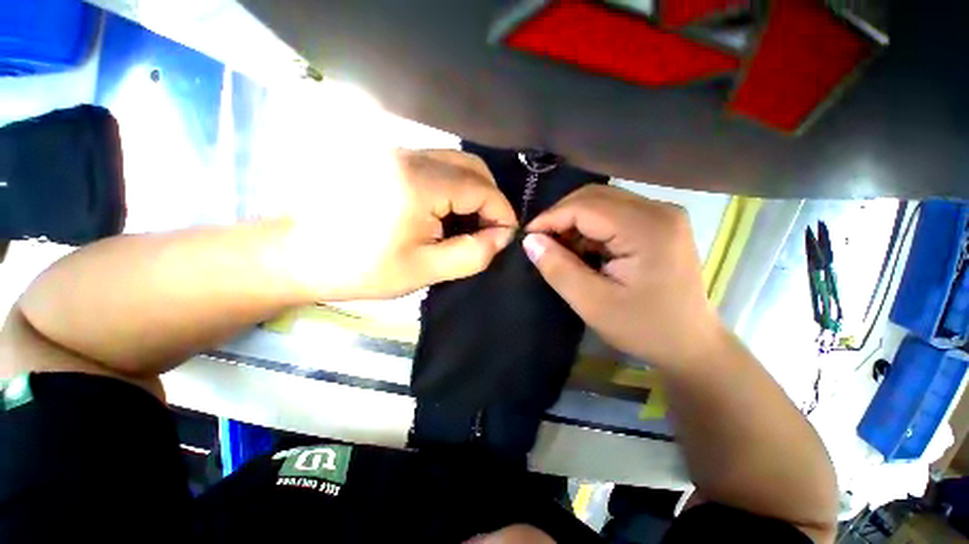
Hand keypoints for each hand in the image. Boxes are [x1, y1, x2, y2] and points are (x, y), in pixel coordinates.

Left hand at [284, 149, 516, 299]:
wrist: (300, 254)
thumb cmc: (362, 268)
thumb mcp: (425, 269)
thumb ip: (473, 253)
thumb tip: (503, 236)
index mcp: (418, 183)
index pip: (481, 188)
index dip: (501, 212)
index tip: (505, 237)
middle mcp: (409, 155)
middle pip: (471, 166)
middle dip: (489, 199)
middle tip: (488, 230)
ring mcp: (395, 151)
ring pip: (454, 162)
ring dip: (471, 191)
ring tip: (467, 224)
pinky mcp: (387, 157)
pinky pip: (435, 165)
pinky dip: (451, 186)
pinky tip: (444, 212)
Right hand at [523, 185, 723, 368]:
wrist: (690, 344)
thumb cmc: (644, 329)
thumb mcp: (592, 304)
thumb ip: (559, 269)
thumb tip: (530, 240)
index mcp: (647, 228)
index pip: (586, 206)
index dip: (550, 218)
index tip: (527, 237)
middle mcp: (659, 209)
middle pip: (595, 197)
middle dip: (561, 217)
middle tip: (542, 243)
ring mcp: (662, 214)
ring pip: (602, 202)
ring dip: (575, 222)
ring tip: (562, 250)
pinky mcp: (659, 223)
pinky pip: (613, 213)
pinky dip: (590, 229)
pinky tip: (584, 251)